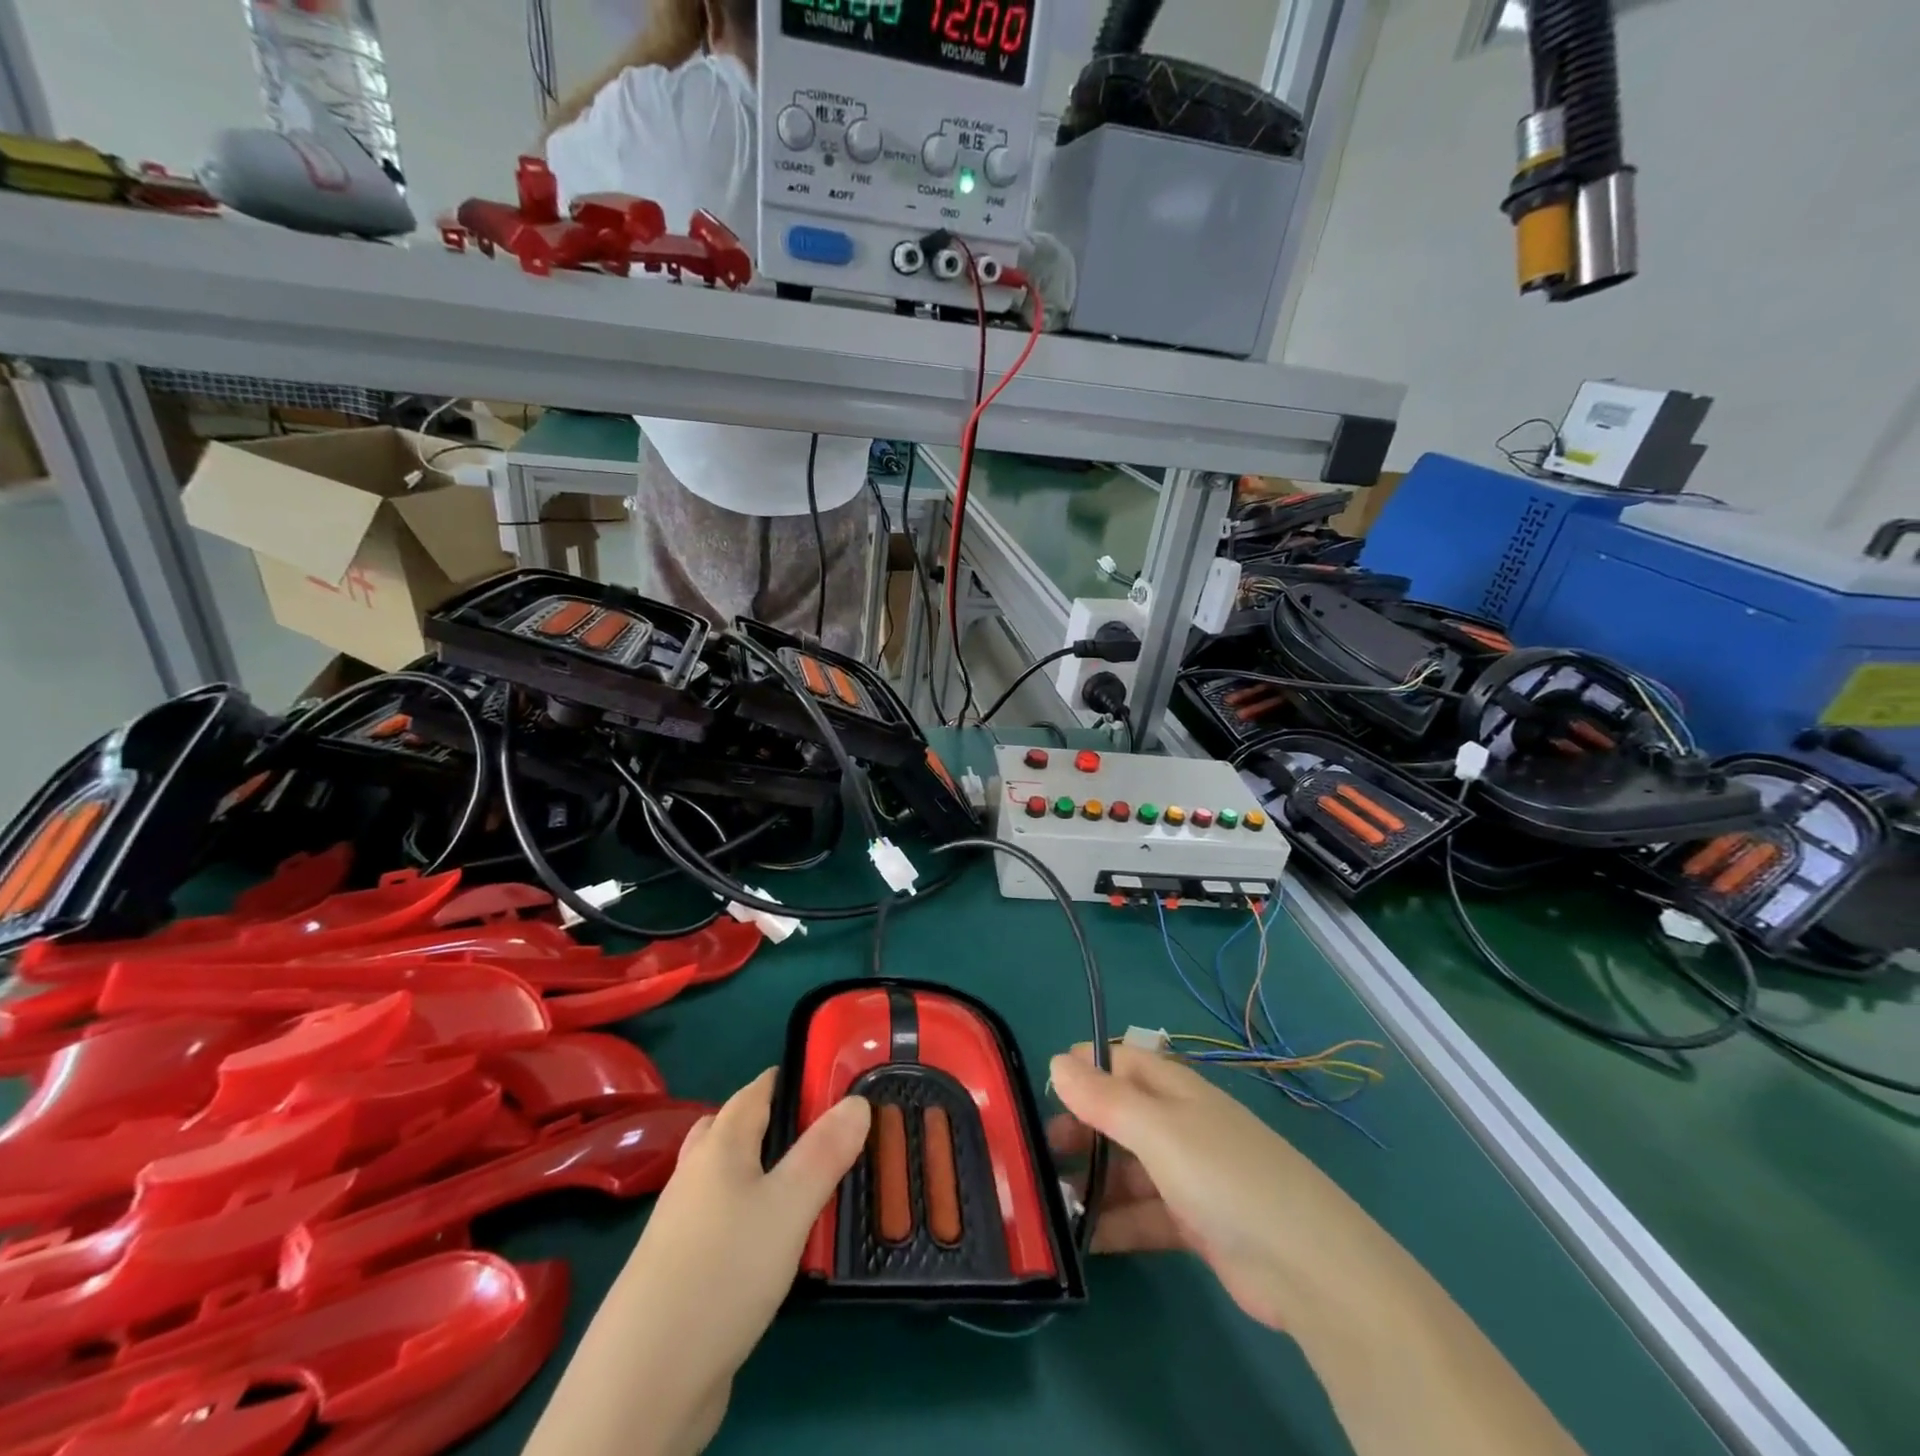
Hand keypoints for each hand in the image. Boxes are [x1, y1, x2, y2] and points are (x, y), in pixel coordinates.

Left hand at [524, 1071, 869, 1455]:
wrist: (645, 1382)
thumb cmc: (724, 1271)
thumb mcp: (790, 1205)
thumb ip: (825, 1151)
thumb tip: (857, 1101)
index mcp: (720, 1145)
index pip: (758, 1090)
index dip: (794, 1080)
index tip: (835, 1084)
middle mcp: (697, 1174)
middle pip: (737, 1130)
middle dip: (779, 1124)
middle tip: (827, 1137)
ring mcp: (684, 1225)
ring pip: (731, 1180)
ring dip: (767, 1175)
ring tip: (811, 1188)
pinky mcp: (684, 1272)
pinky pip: (727, 1224)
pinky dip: (755, 1219)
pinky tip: (779, 1247)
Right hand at [1050, 1048, 1588, 1455]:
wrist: (1308, 1268)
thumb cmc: (1226, 1176)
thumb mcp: (1158, 1130)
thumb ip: (1105, 1097)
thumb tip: (1057, 1059)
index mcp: (1176, 1089)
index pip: (1122, 1061)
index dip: (1083, 1068)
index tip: (1041, 1088)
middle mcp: (1181, 1124)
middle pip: (1119, 1115)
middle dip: (1079, 1129)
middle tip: (1035, 1153)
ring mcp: (1189, 1175)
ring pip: (1127, 1168)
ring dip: (1092, 1181)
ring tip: (1050, 1201)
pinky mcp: (1196, 1224)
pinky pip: (1143, 1214)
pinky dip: (1115, 1223)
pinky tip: (1084, 1240)